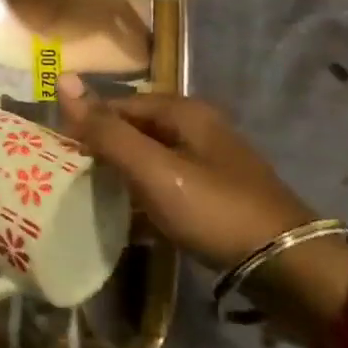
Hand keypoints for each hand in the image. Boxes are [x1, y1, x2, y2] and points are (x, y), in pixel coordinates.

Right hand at [56, 75, 314, 272]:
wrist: (288, 267)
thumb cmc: (213, 209)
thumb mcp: (152, 169)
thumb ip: (106, 130)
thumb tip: (62, 79)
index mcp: (184, 111)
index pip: (118, 104)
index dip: (87, 124)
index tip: (59, 153)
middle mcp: (199, 127)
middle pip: (136, 129)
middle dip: (104, 149)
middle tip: (71, 177)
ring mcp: (211, 161)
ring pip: (151, 157)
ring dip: (123, 173)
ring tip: (93, 197)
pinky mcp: (218, 193)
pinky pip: (168, 182)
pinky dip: (146, 193)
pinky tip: (131, 216)